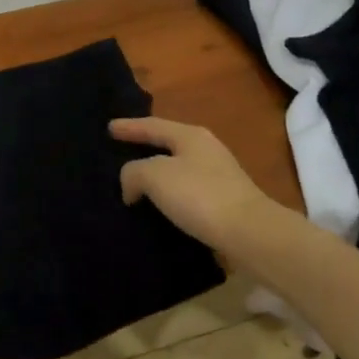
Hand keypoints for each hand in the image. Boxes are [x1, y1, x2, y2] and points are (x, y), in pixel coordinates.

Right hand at [111, 118, 284, 251]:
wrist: (250, 233)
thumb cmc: (200, 196)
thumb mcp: (156, 176)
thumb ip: (134, 172)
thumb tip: (132, 184)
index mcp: (190, 135)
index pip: (152, 126)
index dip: (129, 127)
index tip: (109, 128)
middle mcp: (206, 149)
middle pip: (167, 144)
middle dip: (144, 147)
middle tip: (121, 152)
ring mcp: (218, 176)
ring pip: (178, 169)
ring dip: (157, 175)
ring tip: (135, 183)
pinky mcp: (224, 202)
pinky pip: (187, 192)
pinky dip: (169, 196)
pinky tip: (159, 207)